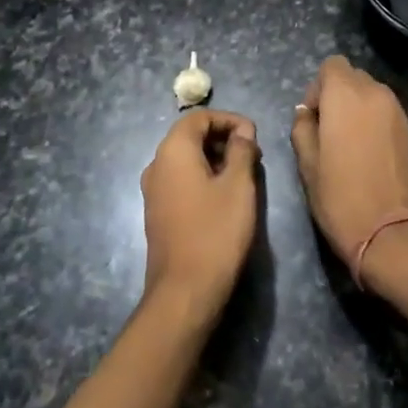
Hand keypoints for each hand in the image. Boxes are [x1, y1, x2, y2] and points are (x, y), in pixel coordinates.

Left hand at [140, 110, 260, 321]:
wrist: (184, 291)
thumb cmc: (215, 232)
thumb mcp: (238, 186)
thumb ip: (242, 151)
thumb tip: (243, 132)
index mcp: (173, 151)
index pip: (199, 117)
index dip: (229, 119)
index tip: (254, 135)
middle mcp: (156, 164)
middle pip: (190, 136)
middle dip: (223, 138)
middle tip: (252, 155)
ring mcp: (153, 190)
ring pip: (186, 159)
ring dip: (214, 159)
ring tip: (244, 175)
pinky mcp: (157, 212)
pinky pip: (181, 180)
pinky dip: (203, 177)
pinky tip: (224, 197)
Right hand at [290, 56, 407, 268]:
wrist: (391, 233)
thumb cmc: (340, 196)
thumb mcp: (307, 164)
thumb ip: (303, 128)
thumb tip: (307, 113)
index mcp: (346, 95)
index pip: (331, 65)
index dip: (318, 87)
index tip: (314, 118)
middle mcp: (376, 94)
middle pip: (353, 77)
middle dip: (338, 95)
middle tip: (328, 131)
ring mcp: (398, 112)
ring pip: (372, 94)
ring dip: (358, 108)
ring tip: (349, 144)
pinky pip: (387, 113)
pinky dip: (375, 122)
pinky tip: (369, 154)